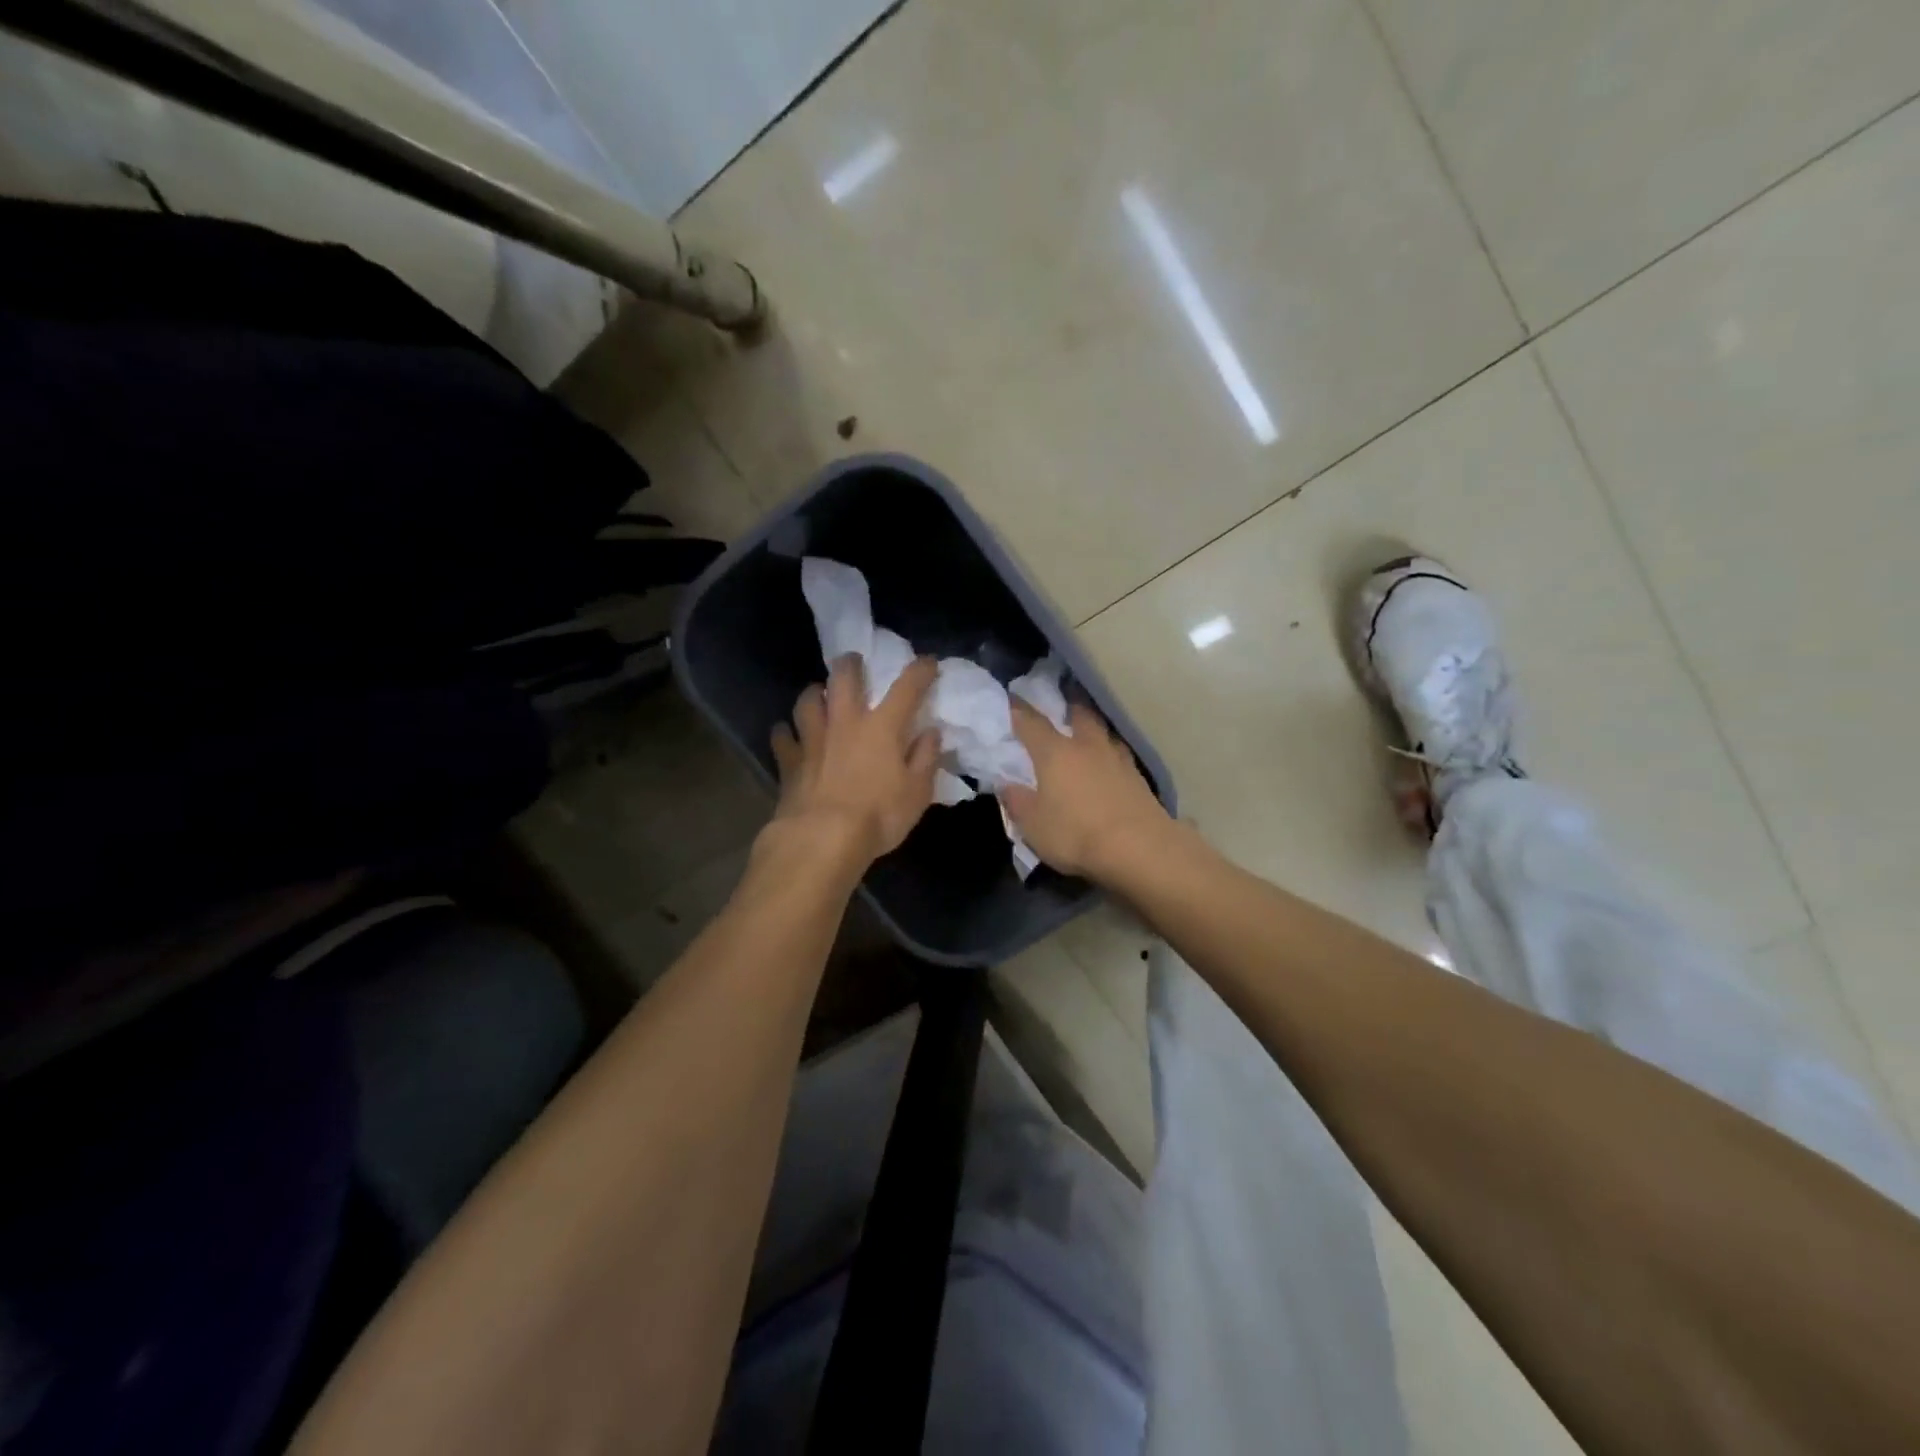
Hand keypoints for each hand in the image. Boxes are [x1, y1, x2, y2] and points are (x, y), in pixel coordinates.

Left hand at [770, 655, 940, 866]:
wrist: (822, 839)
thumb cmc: (878, 816)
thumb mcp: (917, 793)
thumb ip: (925, 758)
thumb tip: (931, 733)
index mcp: (882, 727)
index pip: (906, 688)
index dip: (920, 671)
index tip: (928, 663)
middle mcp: (845, 722)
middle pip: (844, 677)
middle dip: (851, 664)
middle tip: (854, 664)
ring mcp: (813, 738)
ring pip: (807, 700)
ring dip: (814, 694)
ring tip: (819, 696)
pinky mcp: (789, 760)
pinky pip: (782, 736)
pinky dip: (786, 733)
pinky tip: (787, 735)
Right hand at [1001, 702, 1172, 879]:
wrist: (1139, 849)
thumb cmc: (1076, 834)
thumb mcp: (1033, 825)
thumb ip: (1017, 802)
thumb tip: (1006, 784)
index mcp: (1055, 752)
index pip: (1031, 722)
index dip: (1018, 710)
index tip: (1011, 698)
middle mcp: (1087, 746)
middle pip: (1078, 714)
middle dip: (1068, 704)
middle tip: (1062, 699)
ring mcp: (1117, 759)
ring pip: (1103, 731)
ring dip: (1093, 726)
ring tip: (1087, 730)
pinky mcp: (1138, 777)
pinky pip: (1119, 754)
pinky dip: (1109, 752)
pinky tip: (1108, 762)